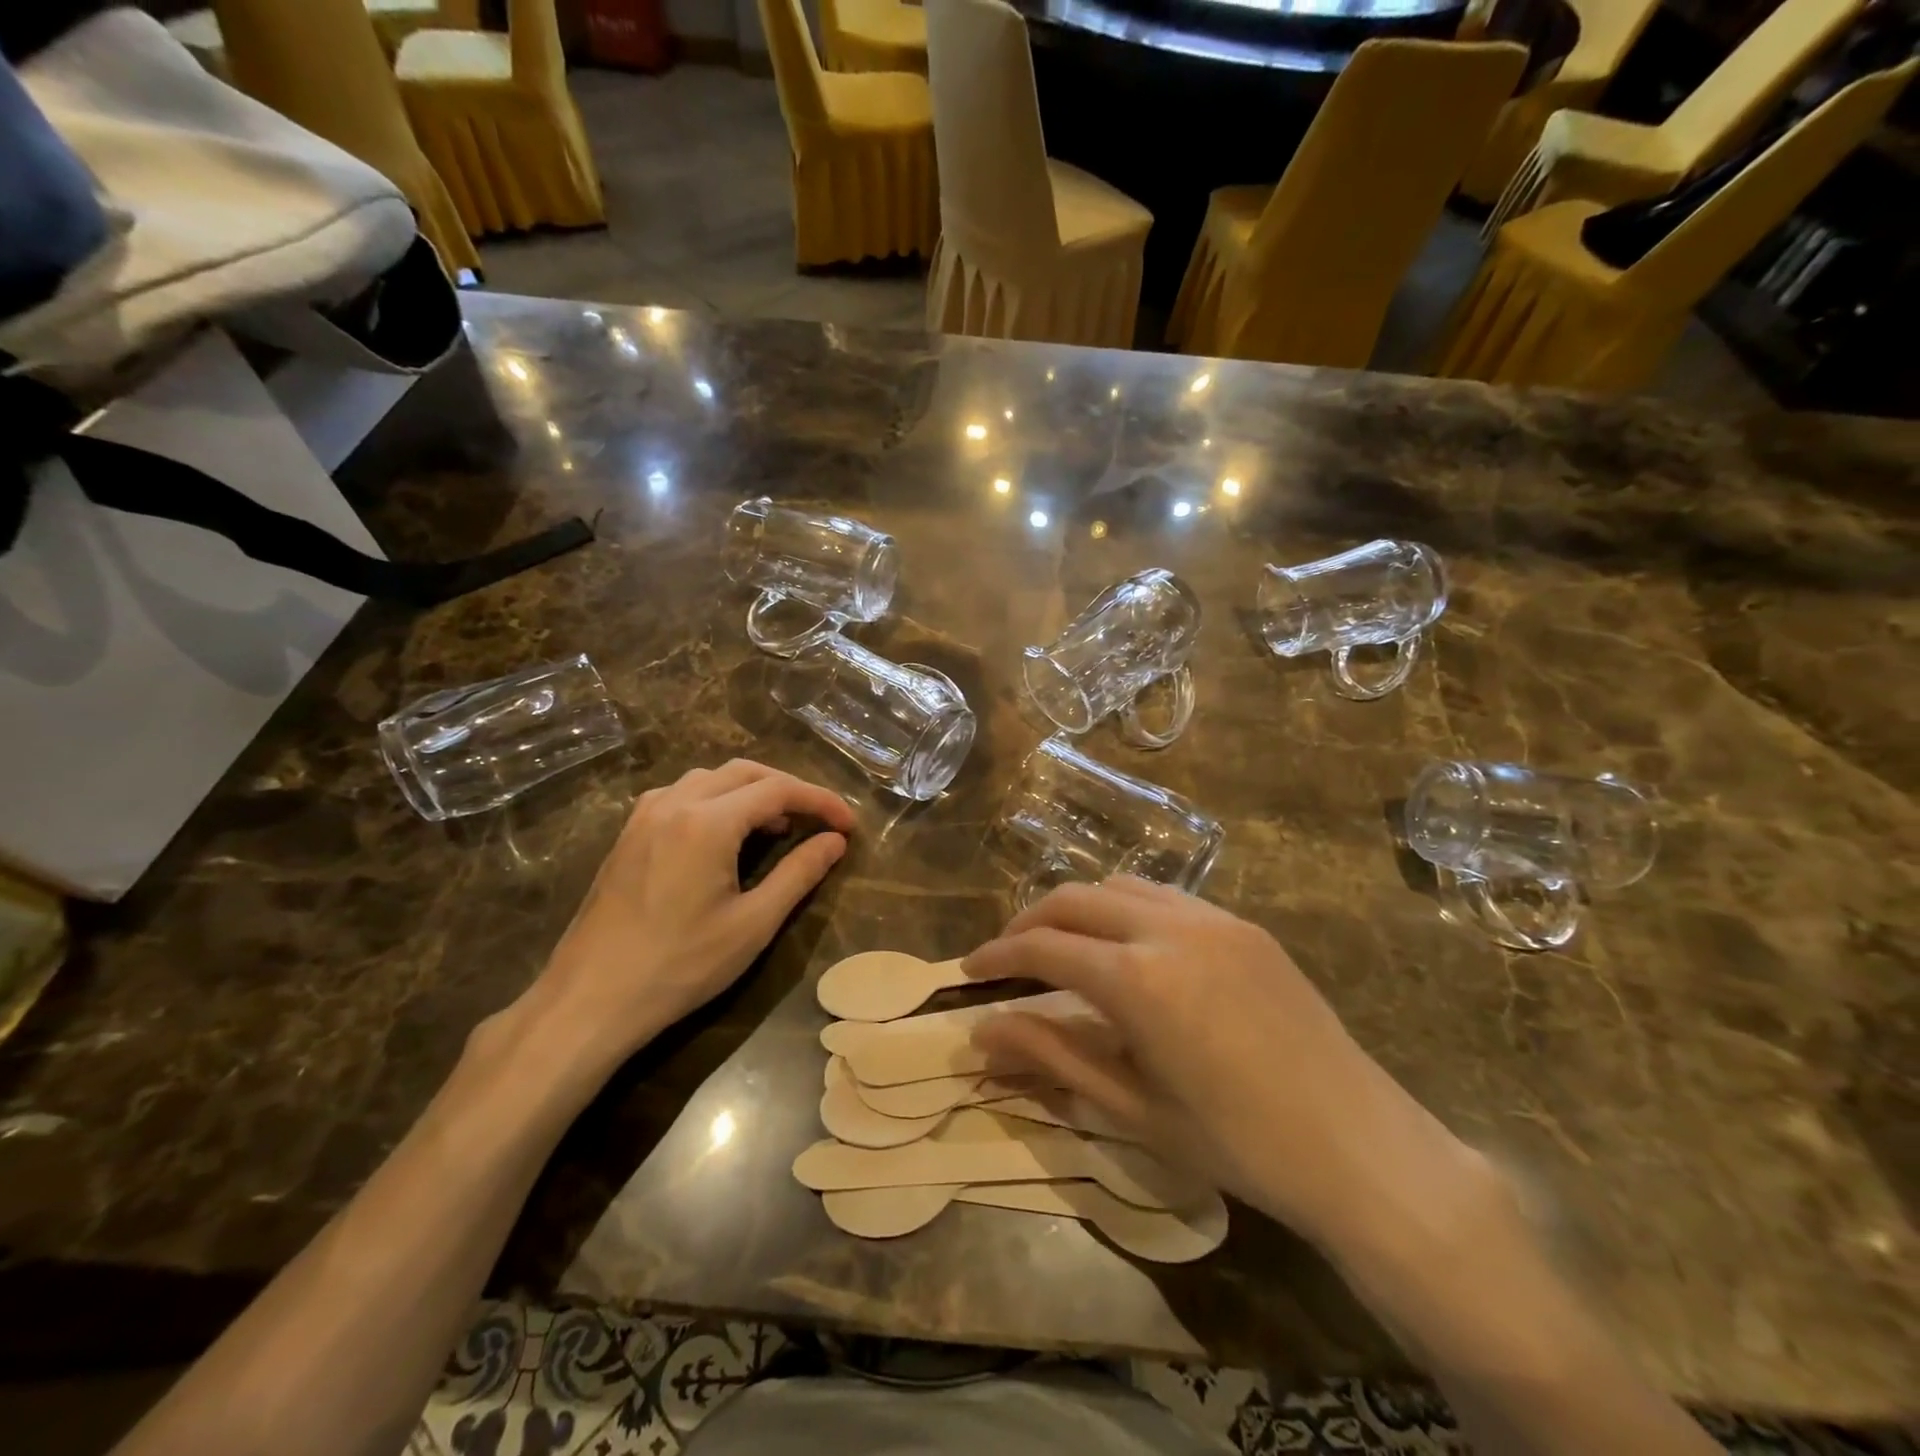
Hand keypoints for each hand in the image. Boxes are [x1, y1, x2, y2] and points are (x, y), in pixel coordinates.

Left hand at [527, 760, 854, 1061]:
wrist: (590, 1000)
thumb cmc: (679, 965)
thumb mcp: (752, 924)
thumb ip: (798, 873)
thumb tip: (834, 841)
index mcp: (707, 822)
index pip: (778, 789)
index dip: (820, 801)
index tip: (848, 825)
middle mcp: (674, 803)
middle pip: (744, 771)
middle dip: (788, 788)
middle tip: (818, 820)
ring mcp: (645, 816)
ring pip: (710, 778)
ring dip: (750, 790)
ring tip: (775, 826)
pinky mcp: (628, 834)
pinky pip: (681, 794)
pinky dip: (716, 799)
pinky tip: (723, 834)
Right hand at [962, 878, 1491, 1256]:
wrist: (1359, 1146)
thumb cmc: (1238, 1145)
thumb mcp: (1133, 1108)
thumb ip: (1052, 1056)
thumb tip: (982, 1033)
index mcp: (1138, 979)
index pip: (1044, 947)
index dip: (998, 957)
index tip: (969, 972)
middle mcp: (1169, 928)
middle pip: (1074, 898)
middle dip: (1029, 923)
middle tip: (1007, 959)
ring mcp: (1213, 918)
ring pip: (1120, 885)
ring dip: (1079, 909)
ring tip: (1064, 950)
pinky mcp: (1244, 925)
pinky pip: (1166, 897)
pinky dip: (1126, 909)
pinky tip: (1130, 951)